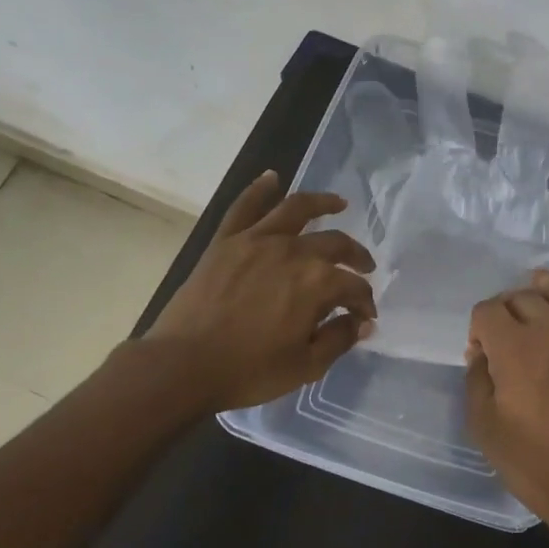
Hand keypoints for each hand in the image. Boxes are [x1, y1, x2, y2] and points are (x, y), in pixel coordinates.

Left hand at [147, 170, 376, 411]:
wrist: (183, 365)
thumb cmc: (248, 370)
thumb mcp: (305, 366)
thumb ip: (339, 340)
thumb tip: (362, 323)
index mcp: (317, 283)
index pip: (353, 287)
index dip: (364, 302)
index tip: (365, 317)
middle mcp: (293, 251)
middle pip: (335, 244)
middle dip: (356, 256)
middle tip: (363, 267)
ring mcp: (257, 240)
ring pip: (296, 209)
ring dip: (323, 203)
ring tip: (339, 203)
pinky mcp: (226, 240)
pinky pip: (244, 206)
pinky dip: (259, 188)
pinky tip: (273, 177)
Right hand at [465, 258, 548, 533]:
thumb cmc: (535, 463)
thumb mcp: (485, 427)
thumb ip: (477, 379)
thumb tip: (481, 352)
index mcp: (513, 347)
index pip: (487, 311)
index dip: (479, 327)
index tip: (483, 353)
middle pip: (522, 298)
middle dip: (507, 309)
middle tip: (507, 335)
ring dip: (542, 286)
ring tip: (536, 286)